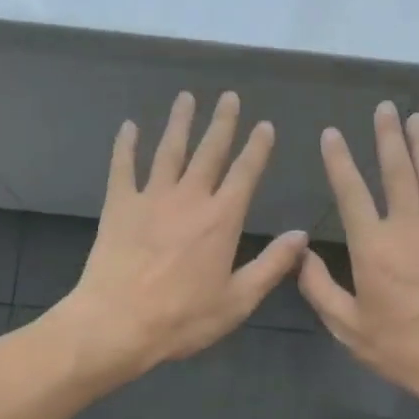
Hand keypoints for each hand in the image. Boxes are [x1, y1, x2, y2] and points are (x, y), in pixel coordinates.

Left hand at [59, 91, 307, 380]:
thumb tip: (301, 235)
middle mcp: (189, 198)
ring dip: (180, 122)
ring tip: (187, 97)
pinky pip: (123, 167)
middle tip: (229, 96)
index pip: (245, 173)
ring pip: (169, 150)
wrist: (117, 323)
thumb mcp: (238, 300)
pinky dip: (126, 145)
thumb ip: (271, 265)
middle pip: (209, 151)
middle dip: (222, 122)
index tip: (264, 125)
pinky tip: (129, 127)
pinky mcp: (119, 206)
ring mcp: (151, 198)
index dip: (257, 148)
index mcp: (221, 219)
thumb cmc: (182, 318)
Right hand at [299, 102, 418, 416]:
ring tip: (416, 118)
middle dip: (388, 136)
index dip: (338, 160)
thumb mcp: (348, 327)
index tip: (331, 134)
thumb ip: (320, 289)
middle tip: (385, 108)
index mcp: (373, 246)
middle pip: (398, 171)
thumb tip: (299, 256)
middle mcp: (408, 228)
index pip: (351, 192)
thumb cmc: (402, 348)